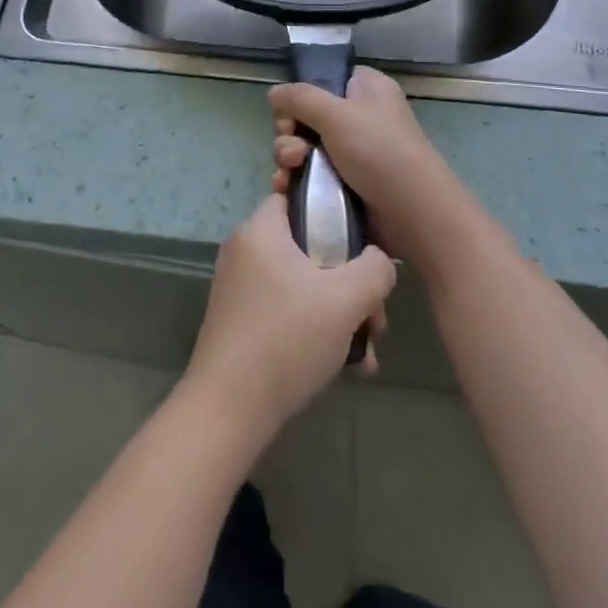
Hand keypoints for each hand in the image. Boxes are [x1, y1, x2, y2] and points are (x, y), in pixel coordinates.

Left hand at [184, 195, 395, 442]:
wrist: (228, 409)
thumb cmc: (287, 339)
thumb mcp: (346, 300)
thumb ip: (375, 269)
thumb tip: (379, 261)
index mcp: (260, 230)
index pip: (298, 198)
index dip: (335, 213)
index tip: (364, 244)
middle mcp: (245, 251)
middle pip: (309, 248)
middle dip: (350, 281)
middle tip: (374, 316)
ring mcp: (241, 289)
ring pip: (304, 285)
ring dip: (340, 313)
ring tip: (367, 349)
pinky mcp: (241, 321)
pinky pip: (288, 311)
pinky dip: (316, 330)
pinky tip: (347, 365)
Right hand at [269, 67, 473, 271]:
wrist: (414, 214)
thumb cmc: (379, 151)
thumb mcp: (336, 114)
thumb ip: (300, 98)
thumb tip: (274, 93)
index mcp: (367, 89)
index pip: (326, 79)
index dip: (303, 94)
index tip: (291, 111)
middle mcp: (360, 116)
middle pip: (308, 115)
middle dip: (290, 132)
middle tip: (293, 149)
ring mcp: (354, 153)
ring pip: (306, 147)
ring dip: (289, 157)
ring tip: (290, 170)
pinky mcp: (348, 184)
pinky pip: (312, 174)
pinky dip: (296, 179)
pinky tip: (285, 189)